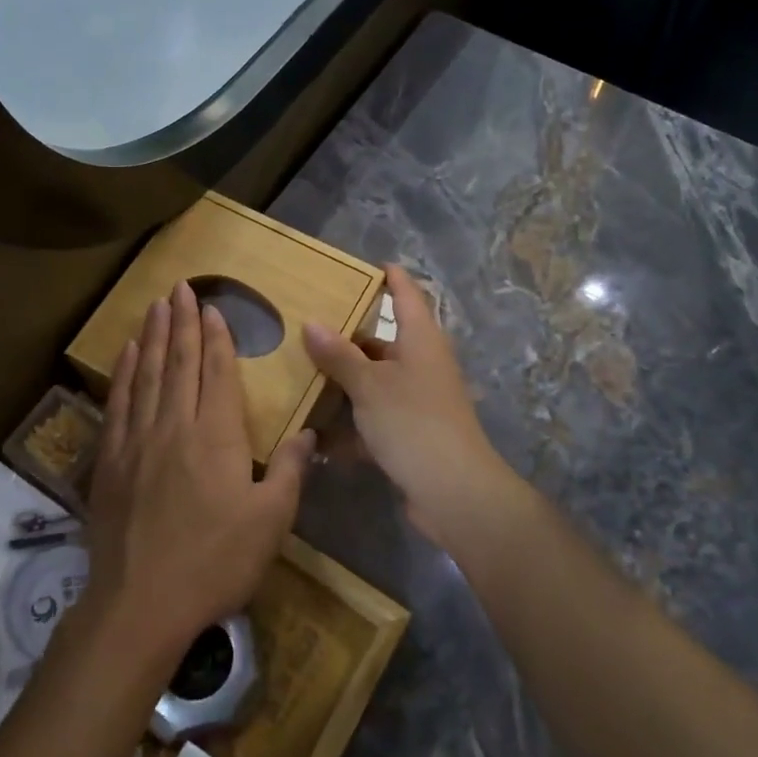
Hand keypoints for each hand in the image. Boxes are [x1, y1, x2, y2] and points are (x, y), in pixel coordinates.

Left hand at [85, 282, 309, 663]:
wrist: (140, 604)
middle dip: (184, 322)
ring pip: (148, 374)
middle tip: (181, 287)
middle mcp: (175, 425)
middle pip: (180, 362)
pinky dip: (125, 372)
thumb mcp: (270, 522)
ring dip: (155, 336)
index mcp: (216, 435)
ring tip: (156, 305)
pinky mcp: (110, 460)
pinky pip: (119, 402)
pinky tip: (129, 352)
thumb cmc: (214, 562)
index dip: (217, 337)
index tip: (213, 307)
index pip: (218, 372)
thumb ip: (288, 471)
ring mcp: (138, 440)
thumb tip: (310, 433)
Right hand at [303, 266, 524, 551]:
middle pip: (383, 341)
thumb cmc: (413, 422)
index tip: (368, 264)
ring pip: (376, 382)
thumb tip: (312, 322)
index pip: (407, 294)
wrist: (454, 492)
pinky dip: (352, 426)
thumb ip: (339, 355)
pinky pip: (376, 418)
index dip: (390, 277)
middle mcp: (423, 363)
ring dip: (345, 384)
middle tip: (308, 327)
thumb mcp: (369, 385)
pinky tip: (319, 436)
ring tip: (303, 376)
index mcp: (421, 339)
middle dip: (348, 338)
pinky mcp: (412, 433)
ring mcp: (419, 400)